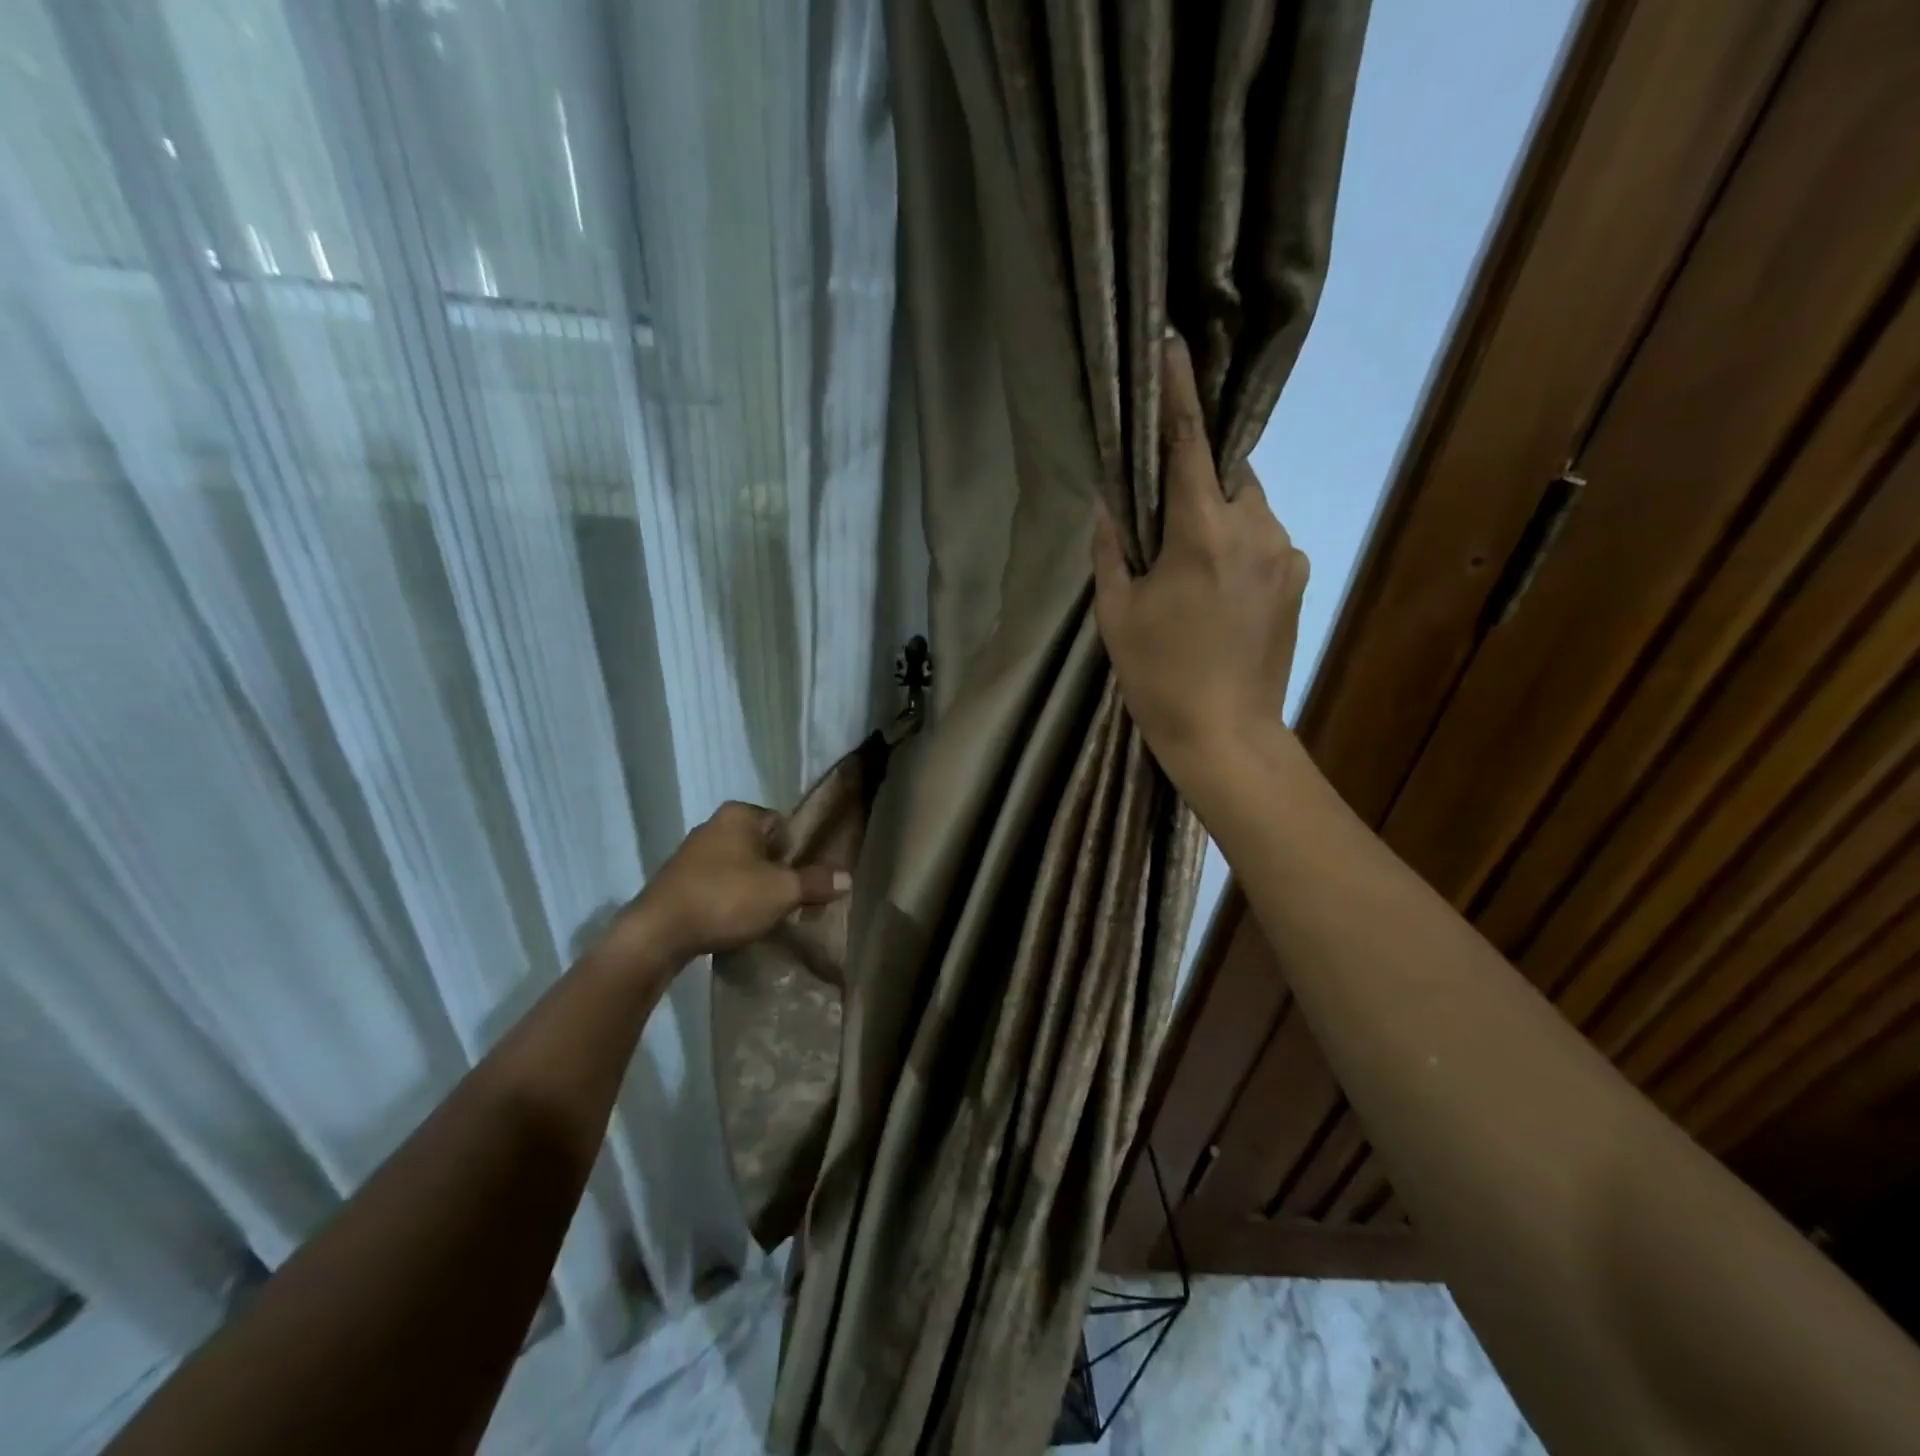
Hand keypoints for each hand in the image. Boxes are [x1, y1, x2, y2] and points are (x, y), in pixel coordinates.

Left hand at [608, 802, 850, 968]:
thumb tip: (848, 877)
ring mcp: (691, 853)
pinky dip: (728, 900)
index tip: (804, 879)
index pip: (783, 824)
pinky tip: (734, 922)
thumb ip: (815, 882)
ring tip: (763, 915)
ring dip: (752, 888)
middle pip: (761, 846)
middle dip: (775, 871)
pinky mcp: (677, 881)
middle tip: (789, 899)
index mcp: (739, 815)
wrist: (657, 934)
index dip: (798, 851)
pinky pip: (716, 885)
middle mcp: (713, 825)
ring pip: (738, 867)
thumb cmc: (726, 899)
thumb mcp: (781, 891)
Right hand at [1091, 333, 1308, 801]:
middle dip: (1197, 470)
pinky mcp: (1297, 578)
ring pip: (1248, 505)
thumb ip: (1111, 548)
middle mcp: (1255, 528)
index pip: (1188, 441)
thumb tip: (1109, 500)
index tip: (1172, 344)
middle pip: (1226, 470)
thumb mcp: (1116, 613)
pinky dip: (1236, 542)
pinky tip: (1214, 587)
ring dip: (1216, 511)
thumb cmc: (1158, 676)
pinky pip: (1263, 538)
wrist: (1225, 735)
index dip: (1178, 389)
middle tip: (1163, 502)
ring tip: (1186, 557)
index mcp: (1201, 533)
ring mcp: (1285, 553)